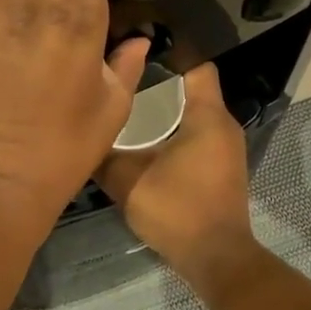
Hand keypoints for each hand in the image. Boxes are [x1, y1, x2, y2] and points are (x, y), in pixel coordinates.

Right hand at [96, 64, 258, 292]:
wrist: (216, 258)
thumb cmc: (177, 210)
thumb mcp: (128, 181)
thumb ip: (103, 156)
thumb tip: (83, 136)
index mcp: (207, 116)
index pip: (196, 65)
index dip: (169, 53)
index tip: (136, 51)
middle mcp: (223, 125)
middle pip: (192, 89)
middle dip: (159, 83)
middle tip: (121, 80)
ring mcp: (226, 148)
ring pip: (194, 114)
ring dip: (166, 110)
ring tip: (128, 107)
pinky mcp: (222, 168)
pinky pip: (198, 136)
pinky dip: (175, 132)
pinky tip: (146, 141)